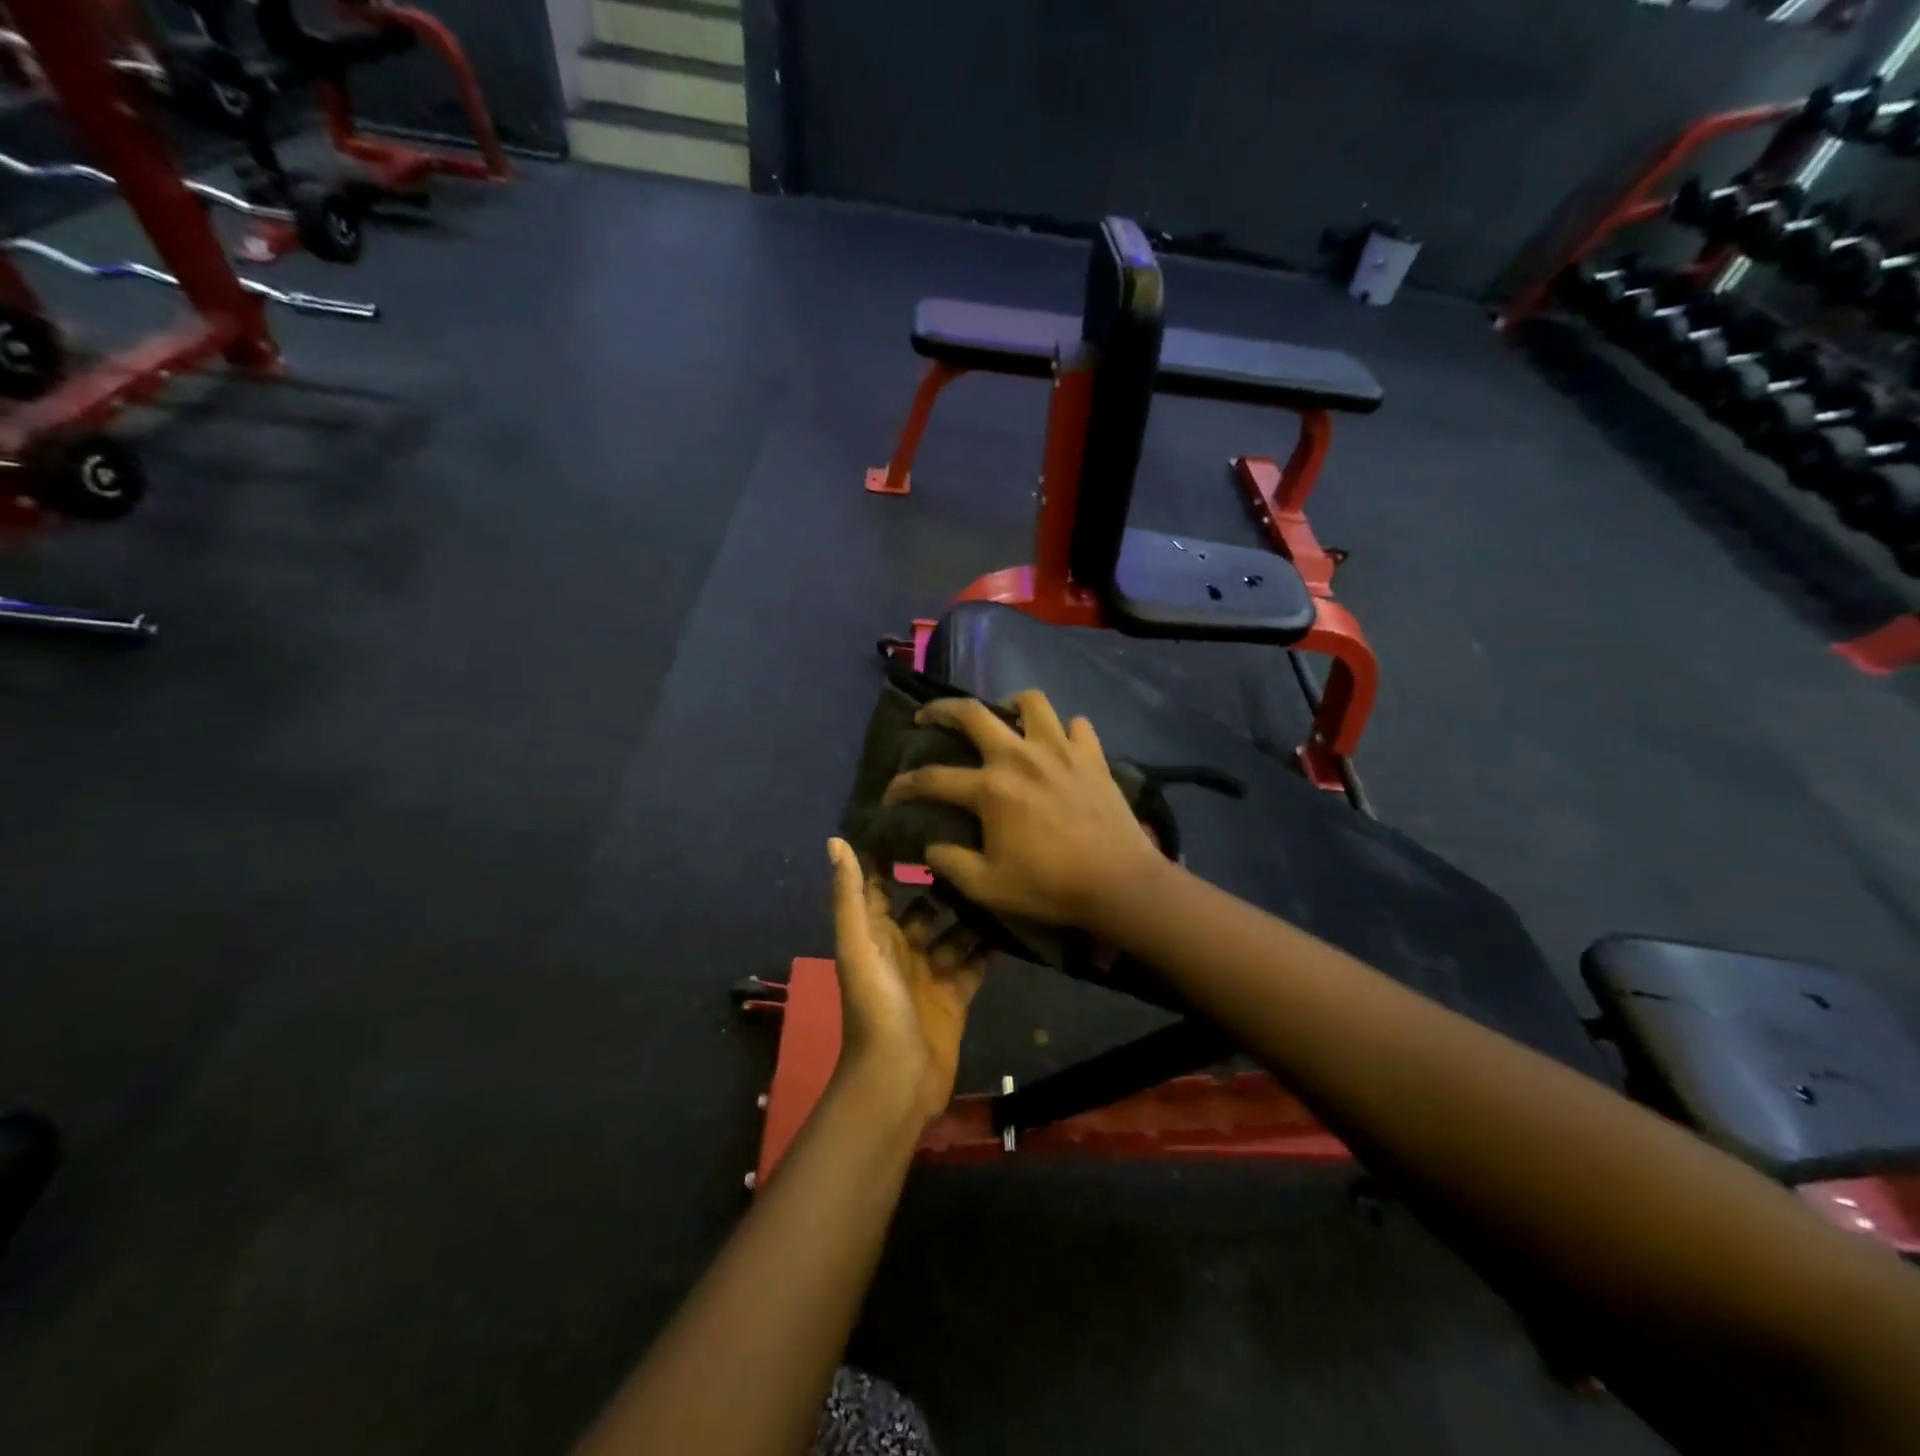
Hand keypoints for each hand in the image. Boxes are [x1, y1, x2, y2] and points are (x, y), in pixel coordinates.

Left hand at [828, 838, 986, 1124]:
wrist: (898, 1079)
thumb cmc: (875, 1006)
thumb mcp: (858, 945)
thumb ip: (851, 895)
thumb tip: (836, 840)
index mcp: (875, 934)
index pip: (882, 886)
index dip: (894, 857)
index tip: (923, 818)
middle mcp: (903, 948)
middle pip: (926, 907)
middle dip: (945, 882)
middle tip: (979, 845)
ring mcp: (932, 973)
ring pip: (955, 931)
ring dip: (972, 910)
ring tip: (1001, 876)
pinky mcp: (957, 995)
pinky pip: (976, 962)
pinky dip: (990, 945)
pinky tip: (1013, 917)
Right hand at [883, 691, 1166, 932]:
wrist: (1119, 882)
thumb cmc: (1050, 886)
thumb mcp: (988, 887)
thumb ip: (951, 864)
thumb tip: (929, 847)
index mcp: (991, 788)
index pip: (933, 779)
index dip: (904, 785)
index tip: (891, 792)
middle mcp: (1020, 756)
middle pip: (973, 713)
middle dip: (942, 709)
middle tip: (928, 716)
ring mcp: (1060, 750)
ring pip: (1031, 702)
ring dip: (1010, 705)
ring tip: (1004, 718)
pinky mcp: (1092, 755)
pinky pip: (1077, 725)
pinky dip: (1064, 730)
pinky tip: (1058, 744)